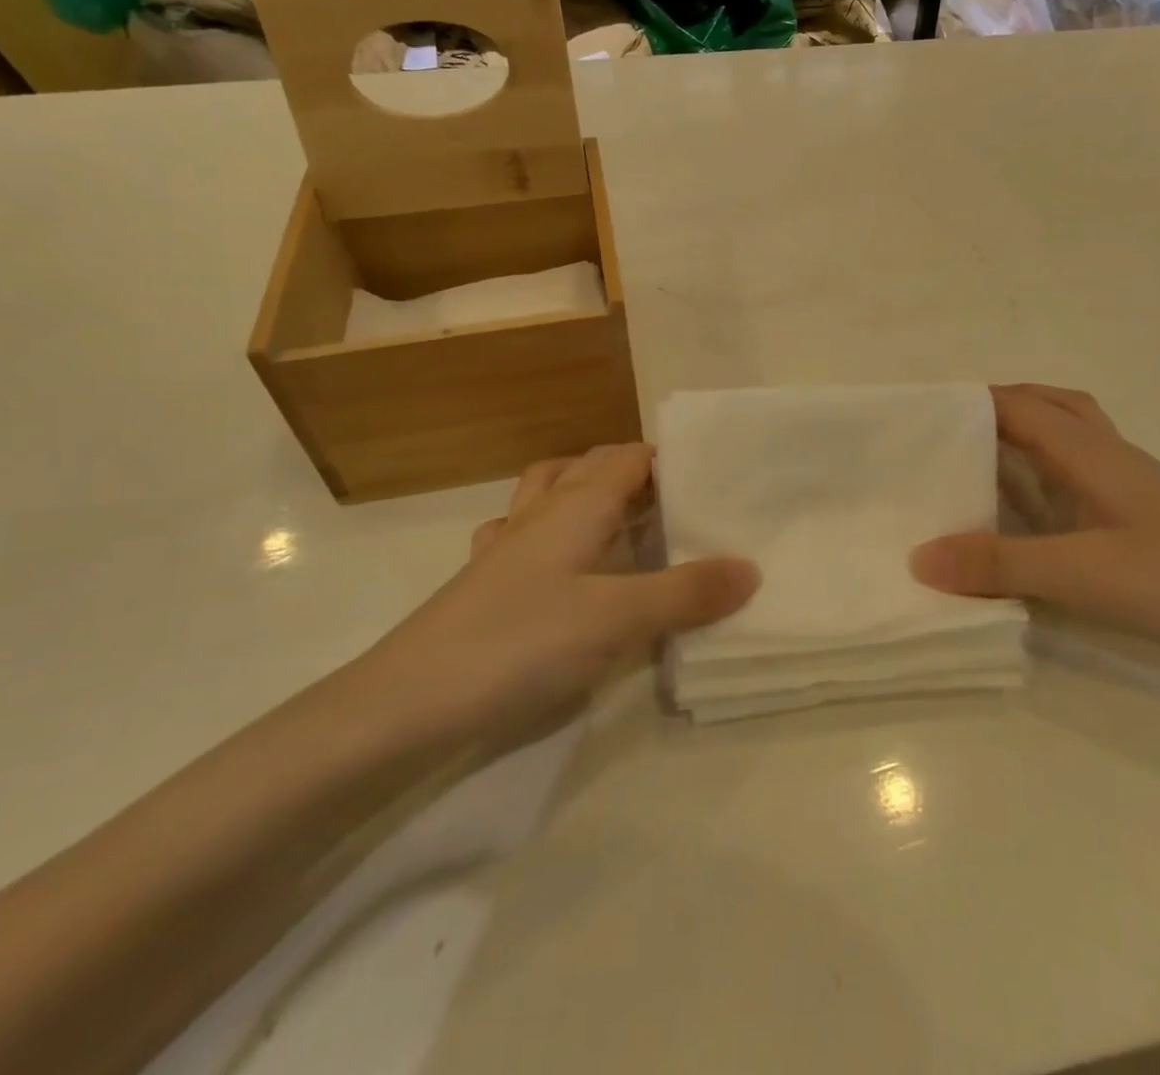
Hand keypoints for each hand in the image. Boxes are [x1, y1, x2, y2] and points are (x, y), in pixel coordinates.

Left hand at [364, 444, 757, 741]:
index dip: (669, 459)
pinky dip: (545, 531)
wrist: (408, 702)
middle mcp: (540, 512)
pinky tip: (555, 561)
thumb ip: (687, 593)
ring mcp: (506, 544)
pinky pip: (519, 534)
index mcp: (577, 505)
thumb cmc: (521, 644)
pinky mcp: (483, 580)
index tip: (710, 475)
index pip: (630, 457)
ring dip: (585, 492)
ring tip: (620, 520)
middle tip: (679, 502)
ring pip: (550, 492)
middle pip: (591, 467)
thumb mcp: (618, 619)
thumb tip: (751, 568)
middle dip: (635, 473)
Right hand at [909, 384, 1159, 661]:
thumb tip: (917, 557)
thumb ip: (999, 564)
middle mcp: (1104, 452)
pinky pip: (1077, 469)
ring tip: (976, 463)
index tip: (916, 417)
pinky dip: (1043, 469)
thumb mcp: (1082, 574)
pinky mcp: (1139, 510)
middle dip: (991, 409)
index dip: (965, 402)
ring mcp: (1126, 480)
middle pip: (1041, 405)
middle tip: (945, 436)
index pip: (1013, 404)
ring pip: (1064, 433)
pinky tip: (1030, 509)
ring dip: (1020, 434)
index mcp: (1085, 450)